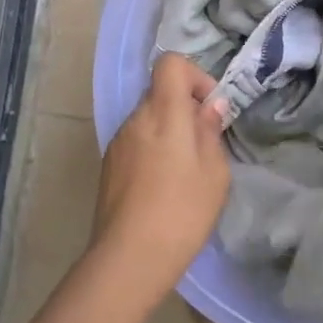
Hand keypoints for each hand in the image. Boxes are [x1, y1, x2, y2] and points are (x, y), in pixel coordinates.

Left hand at [91, 54, 229, 295]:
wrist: (129, 259)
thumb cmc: (182, 212)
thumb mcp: (215, 173)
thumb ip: (211, 132)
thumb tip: (210, 107)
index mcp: (163, 113)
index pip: (171, 64)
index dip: (195, 77)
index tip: (209, 109)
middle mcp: (135, 119)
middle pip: (160, 92)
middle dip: (185, 109)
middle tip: (204, 145)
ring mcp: (117, 143)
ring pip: (148, 119)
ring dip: (168, 131)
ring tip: (185, 171)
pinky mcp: (108, 166)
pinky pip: (136, 142)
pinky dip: (153, 150)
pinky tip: (163, 187)